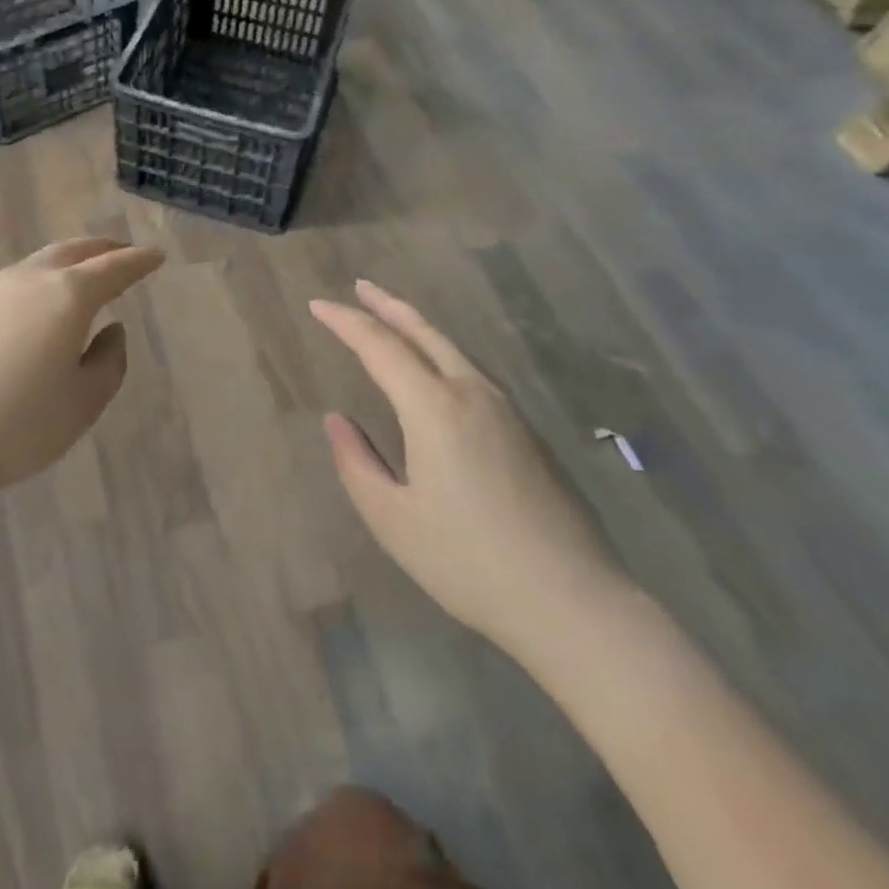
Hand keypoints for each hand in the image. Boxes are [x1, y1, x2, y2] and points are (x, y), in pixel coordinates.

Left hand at [0, 238, 165, 505]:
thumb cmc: (18, 426)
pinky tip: (30, 314)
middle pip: (71, 252)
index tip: (156, 255)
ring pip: (35, 266)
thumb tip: (110, 331)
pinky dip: (32, 288)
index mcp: (67, 297)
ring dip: (64, 265)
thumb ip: (108, 362)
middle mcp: (26, 282)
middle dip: (101, 249)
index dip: (138, 262)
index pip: (113, 269)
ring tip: (78, 278)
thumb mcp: (82, 403)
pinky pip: (7, 290)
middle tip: (121, 251)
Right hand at [310, 280, 620, 656]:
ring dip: (416, 326)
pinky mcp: (523, 432)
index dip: (345, 322)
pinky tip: (434, 368)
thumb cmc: (468, 562)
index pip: (380, 347)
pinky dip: (440, 352)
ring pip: (452, 348)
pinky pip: (470, 371)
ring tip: (391, 317)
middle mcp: (471, 394)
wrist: (571, 602)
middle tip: (359, 286)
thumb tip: (337, 421)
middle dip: (387, 306)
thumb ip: (357, 462)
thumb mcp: (392, 519)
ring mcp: (504, 411)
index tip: (317, 305)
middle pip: (424, 332)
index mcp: (434, 408)